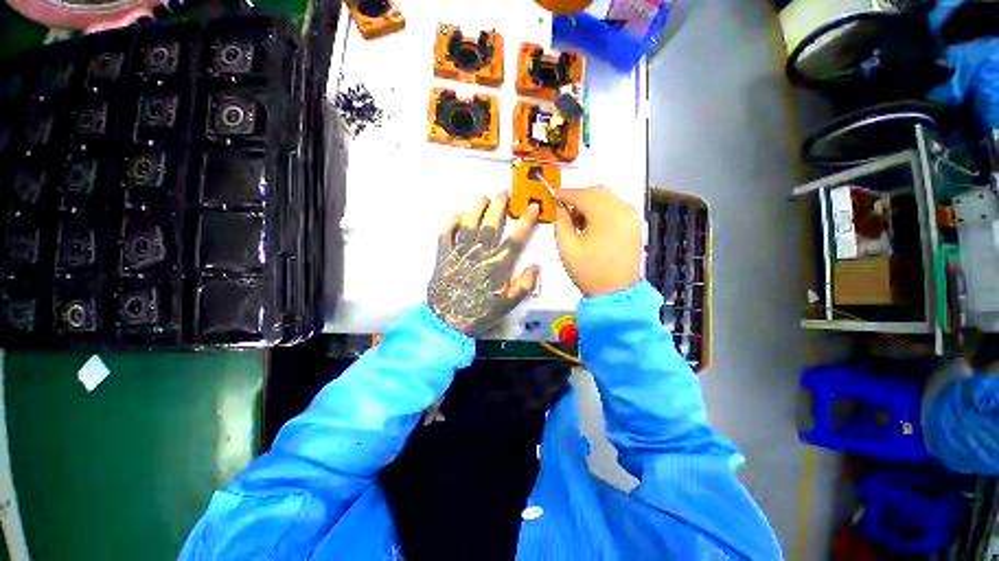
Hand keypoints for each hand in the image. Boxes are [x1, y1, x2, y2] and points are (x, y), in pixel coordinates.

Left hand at [428, 192, 540, 335]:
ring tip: (483, 196)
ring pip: (469, 225)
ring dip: (477, 208)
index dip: (525, 221)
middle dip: (499, 207)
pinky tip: (458, 214)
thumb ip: (523, 285)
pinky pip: (446, 234)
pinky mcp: (443, 255)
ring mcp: (460, 252)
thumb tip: (535, 266)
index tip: (532, 207)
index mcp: (497, 265)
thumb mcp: (507, 305)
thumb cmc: (479, 313)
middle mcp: (479, 254)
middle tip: (503, 192)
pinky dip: (452, 222)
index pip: (515, 239)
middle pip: (491, 225)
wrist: (448, 321)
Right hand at [555, 186, 641, 295]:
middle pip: (597, 191)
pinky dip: (603, 210)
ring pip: (608, 198)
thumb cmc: (589, 271)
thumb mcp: (567, 248)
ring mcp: (632, 217)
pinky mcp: (635, 225)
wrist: (617, 293)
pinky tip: (594, 227)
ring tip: (580, 223)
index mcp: (605, 214)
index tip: (553, 197)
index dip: (565, 194)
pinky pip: (616, 207)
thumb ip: (561, 223)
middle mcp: (622, 209)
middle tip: (567, 214)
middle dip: (579, 198)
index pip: (582, 194)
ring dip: (591, 203)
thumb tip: (560, 209)